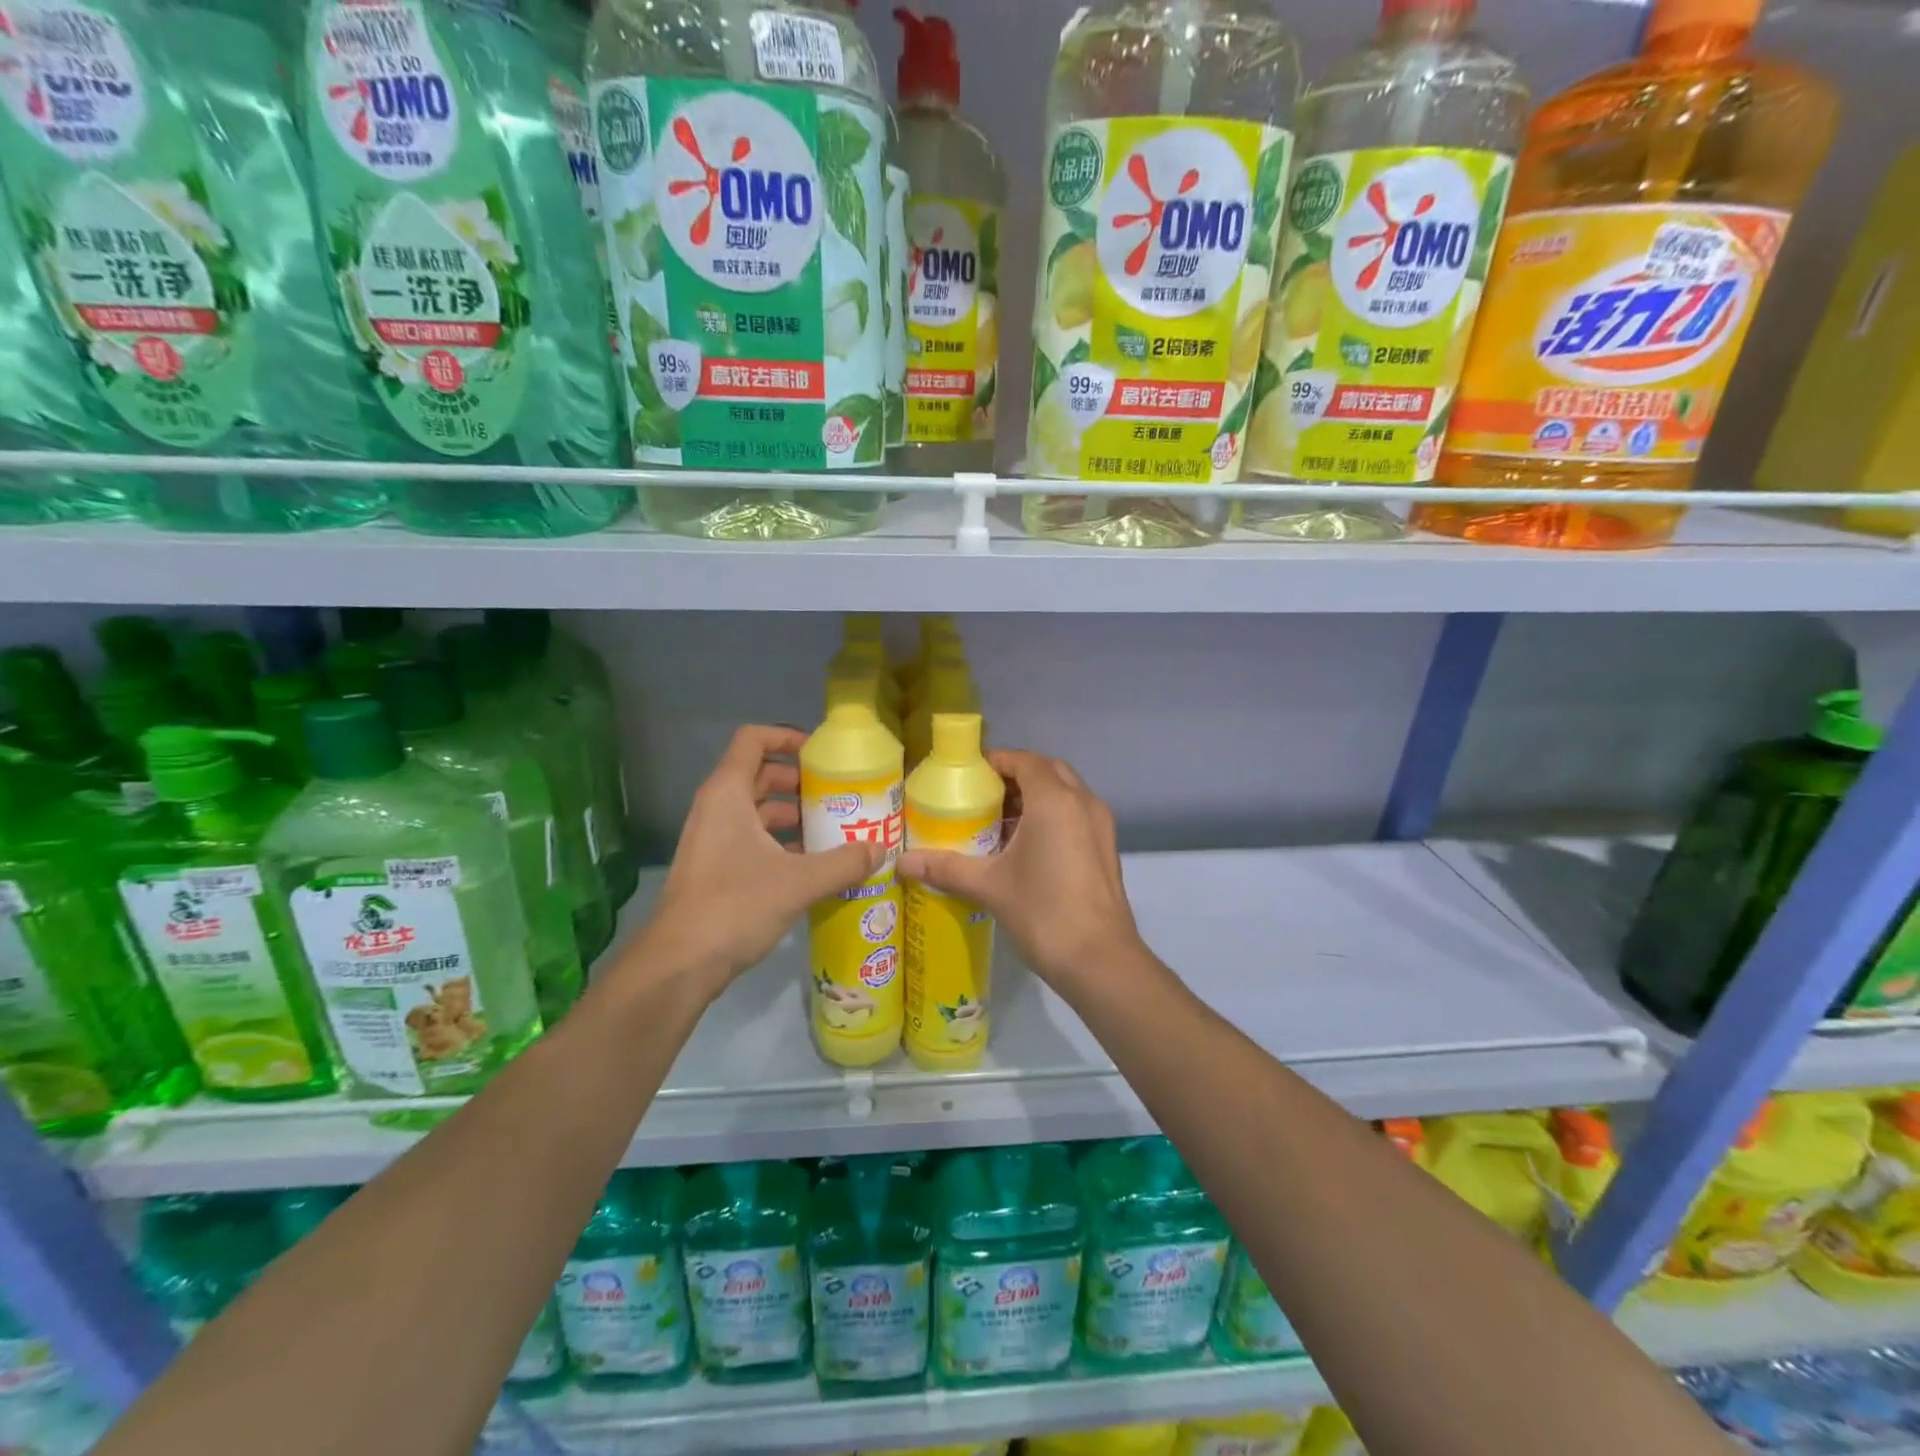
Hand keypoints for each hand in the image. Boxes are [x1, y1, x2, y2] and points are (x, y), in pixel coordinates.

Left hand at [633, 726, 880, 992]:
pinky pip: (752, 839)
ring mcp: (712, 839)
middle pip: (760, 775)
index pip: (753, 739)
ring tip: (833, 830)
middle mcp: (716, 808)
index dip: (787, 736)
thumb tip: (881, 850)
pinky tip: (812, 865)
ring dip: (793, 815)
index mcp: (728, 794)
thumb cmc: (735, 905)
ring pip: (757, 811)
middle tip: (838, 794)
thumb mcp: (799, 882)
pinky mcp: (715, 868)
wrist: (680, 963)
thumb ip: (844, 862)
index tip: (821, 753)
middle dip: (799, 781)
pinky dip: (781, 842)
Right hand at [898, 750, 1143, 991]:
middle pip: (1048, 771)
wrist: (1100, 961)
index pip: (1025, 761)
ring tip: (1000, 822)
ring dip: (1036, 797)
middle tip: (984, 797)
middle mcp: (1083, 803)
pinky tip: (1027, 847)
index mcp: (1055, 800)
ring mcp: (1100, 826)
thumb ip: (945, 867)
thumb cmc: (1043, 912)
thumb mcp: (989, 886)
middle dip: (1017, 776)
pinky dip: (1053, 816)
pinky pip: (1076, 815)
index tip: (970, 776)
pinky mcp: (1107, 848)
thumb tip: (902, 862)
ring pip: (1066, 793)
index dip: (997, 762)